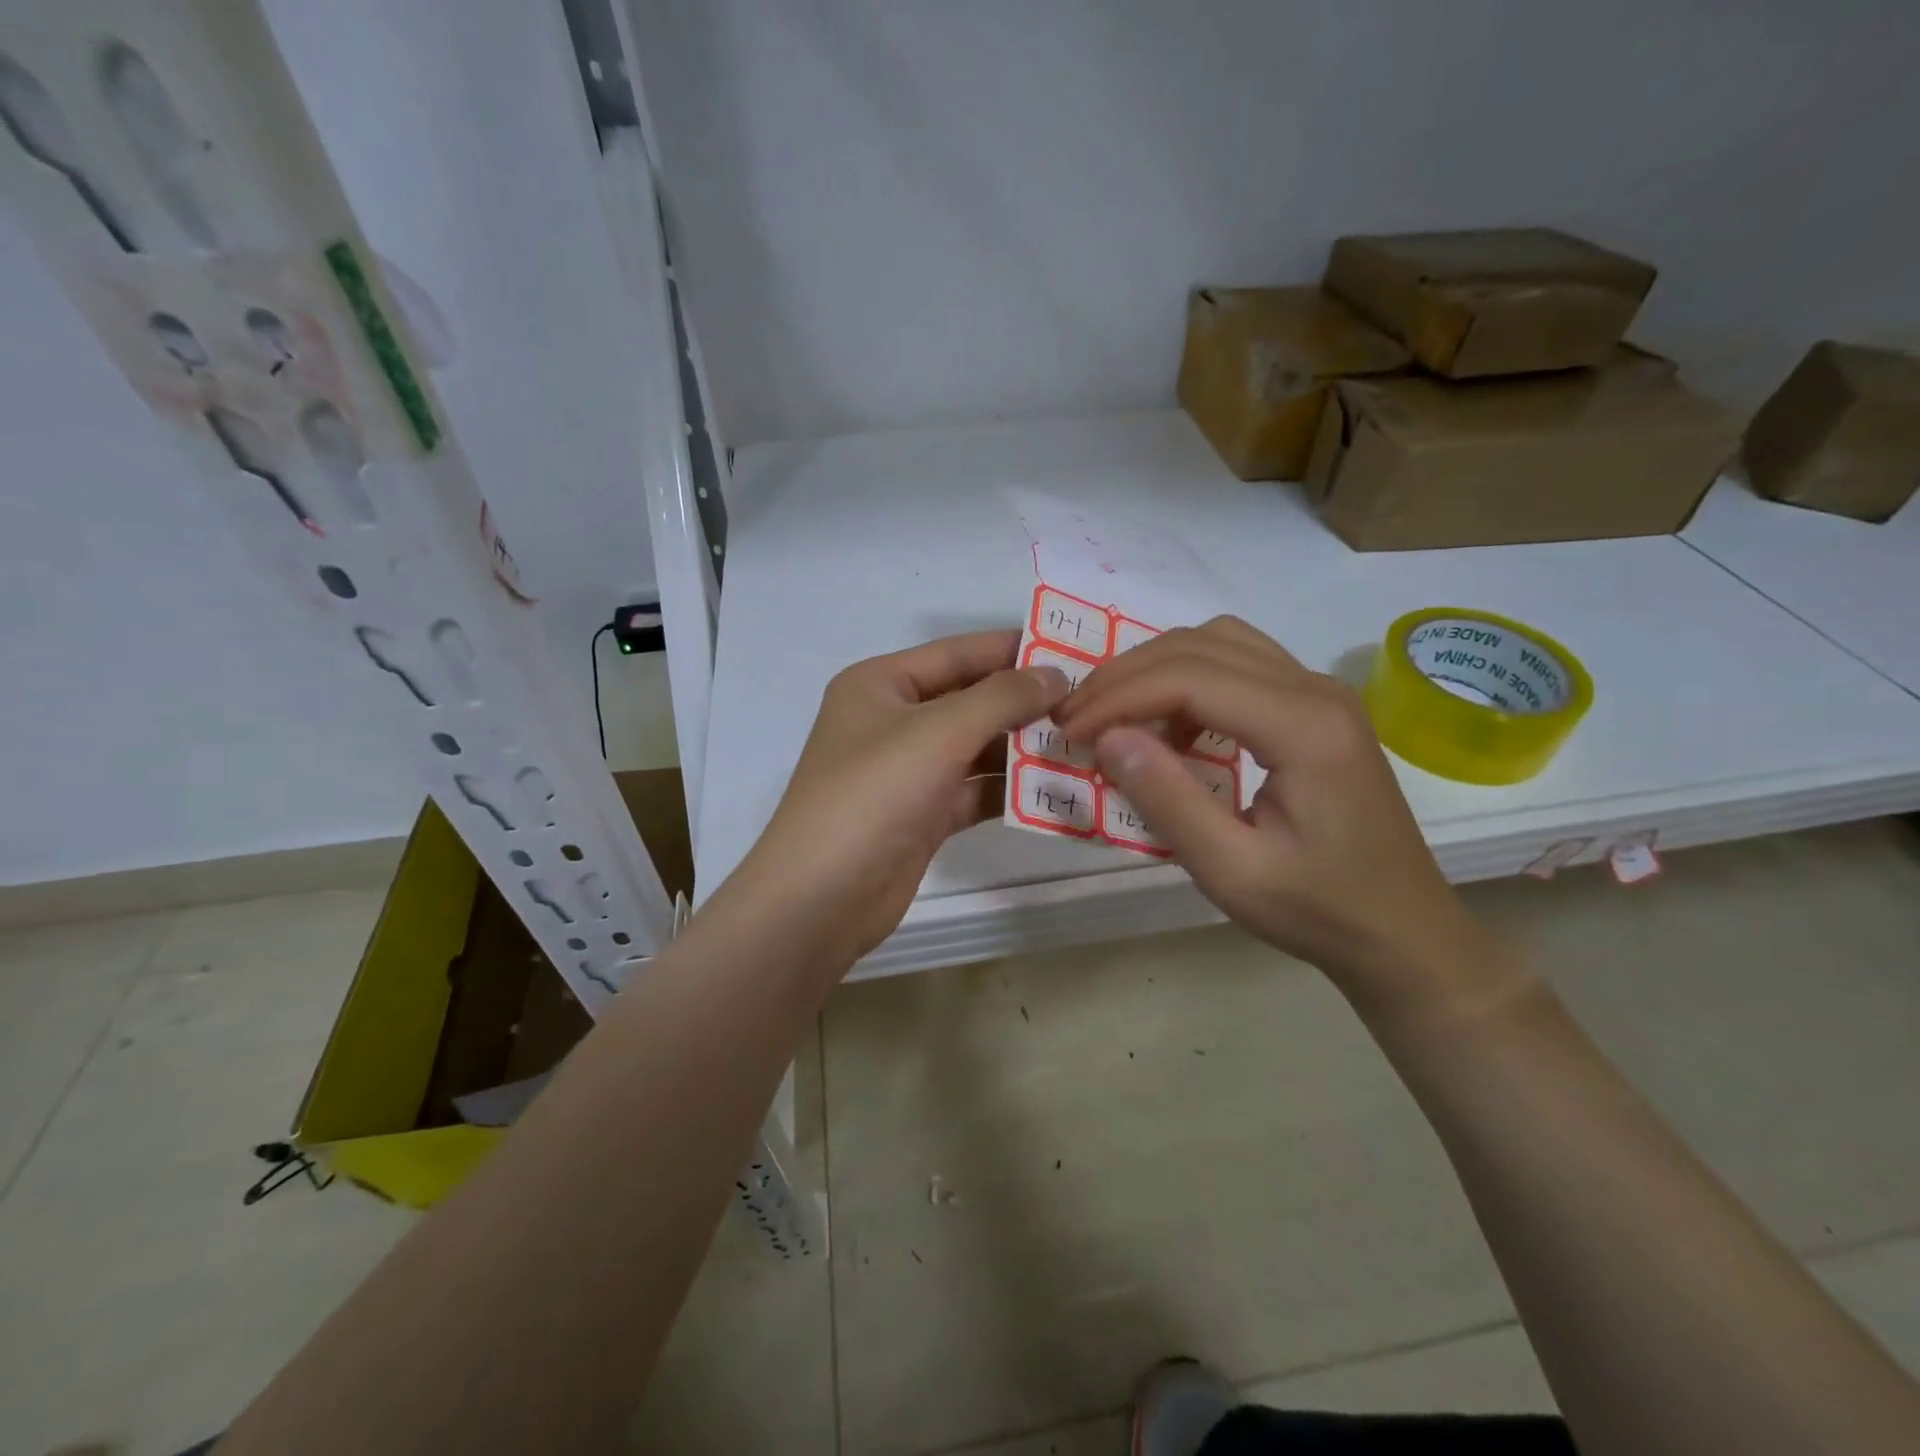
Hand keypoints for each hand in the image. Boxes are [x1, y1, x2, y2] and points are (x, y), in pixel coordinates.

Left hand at [727, 630, 1067, 967]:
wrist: (821, 899)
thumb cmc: (873, 795)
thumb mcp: (938, 732)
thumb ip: (1001, 697)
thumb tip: (1056, 674)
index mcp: (881, 685)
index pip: (956, 652)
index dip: (1011, 648)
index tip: (1071, 648)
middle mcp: (893, 721)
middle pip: (969, 699)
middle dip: (1024, 701)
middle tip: (1090, 700)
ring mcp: (908, 771)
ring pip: (976, 748)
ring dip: (1023, 747)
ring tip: (1086, 742)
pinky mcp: (923, 815)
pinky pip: (975, 790)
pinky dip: (1010, 788)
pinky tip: (1058, 787)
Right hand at [1054, 616, 1490, 1002]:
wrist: (1403, 931)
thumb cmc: (1319, 910)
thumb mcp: (1231, 871)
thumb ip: (1167, 799)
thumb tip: (1107, 737)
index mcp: (1303, 727)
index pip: (1189, 678)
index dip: (1118, 697)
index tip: (1069, 732)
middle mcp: (1316, 689)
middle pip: (1200, 645)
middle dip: (1126, 675)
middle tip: (1076, 718)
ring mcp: (1320, 692)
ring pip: (1219, 641)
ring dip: (1155, 669)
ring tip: (1113, 714)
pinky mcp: (1316, 706)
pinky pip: (1239, 663)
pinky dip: (1188, 679)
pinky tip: (1171, 727)